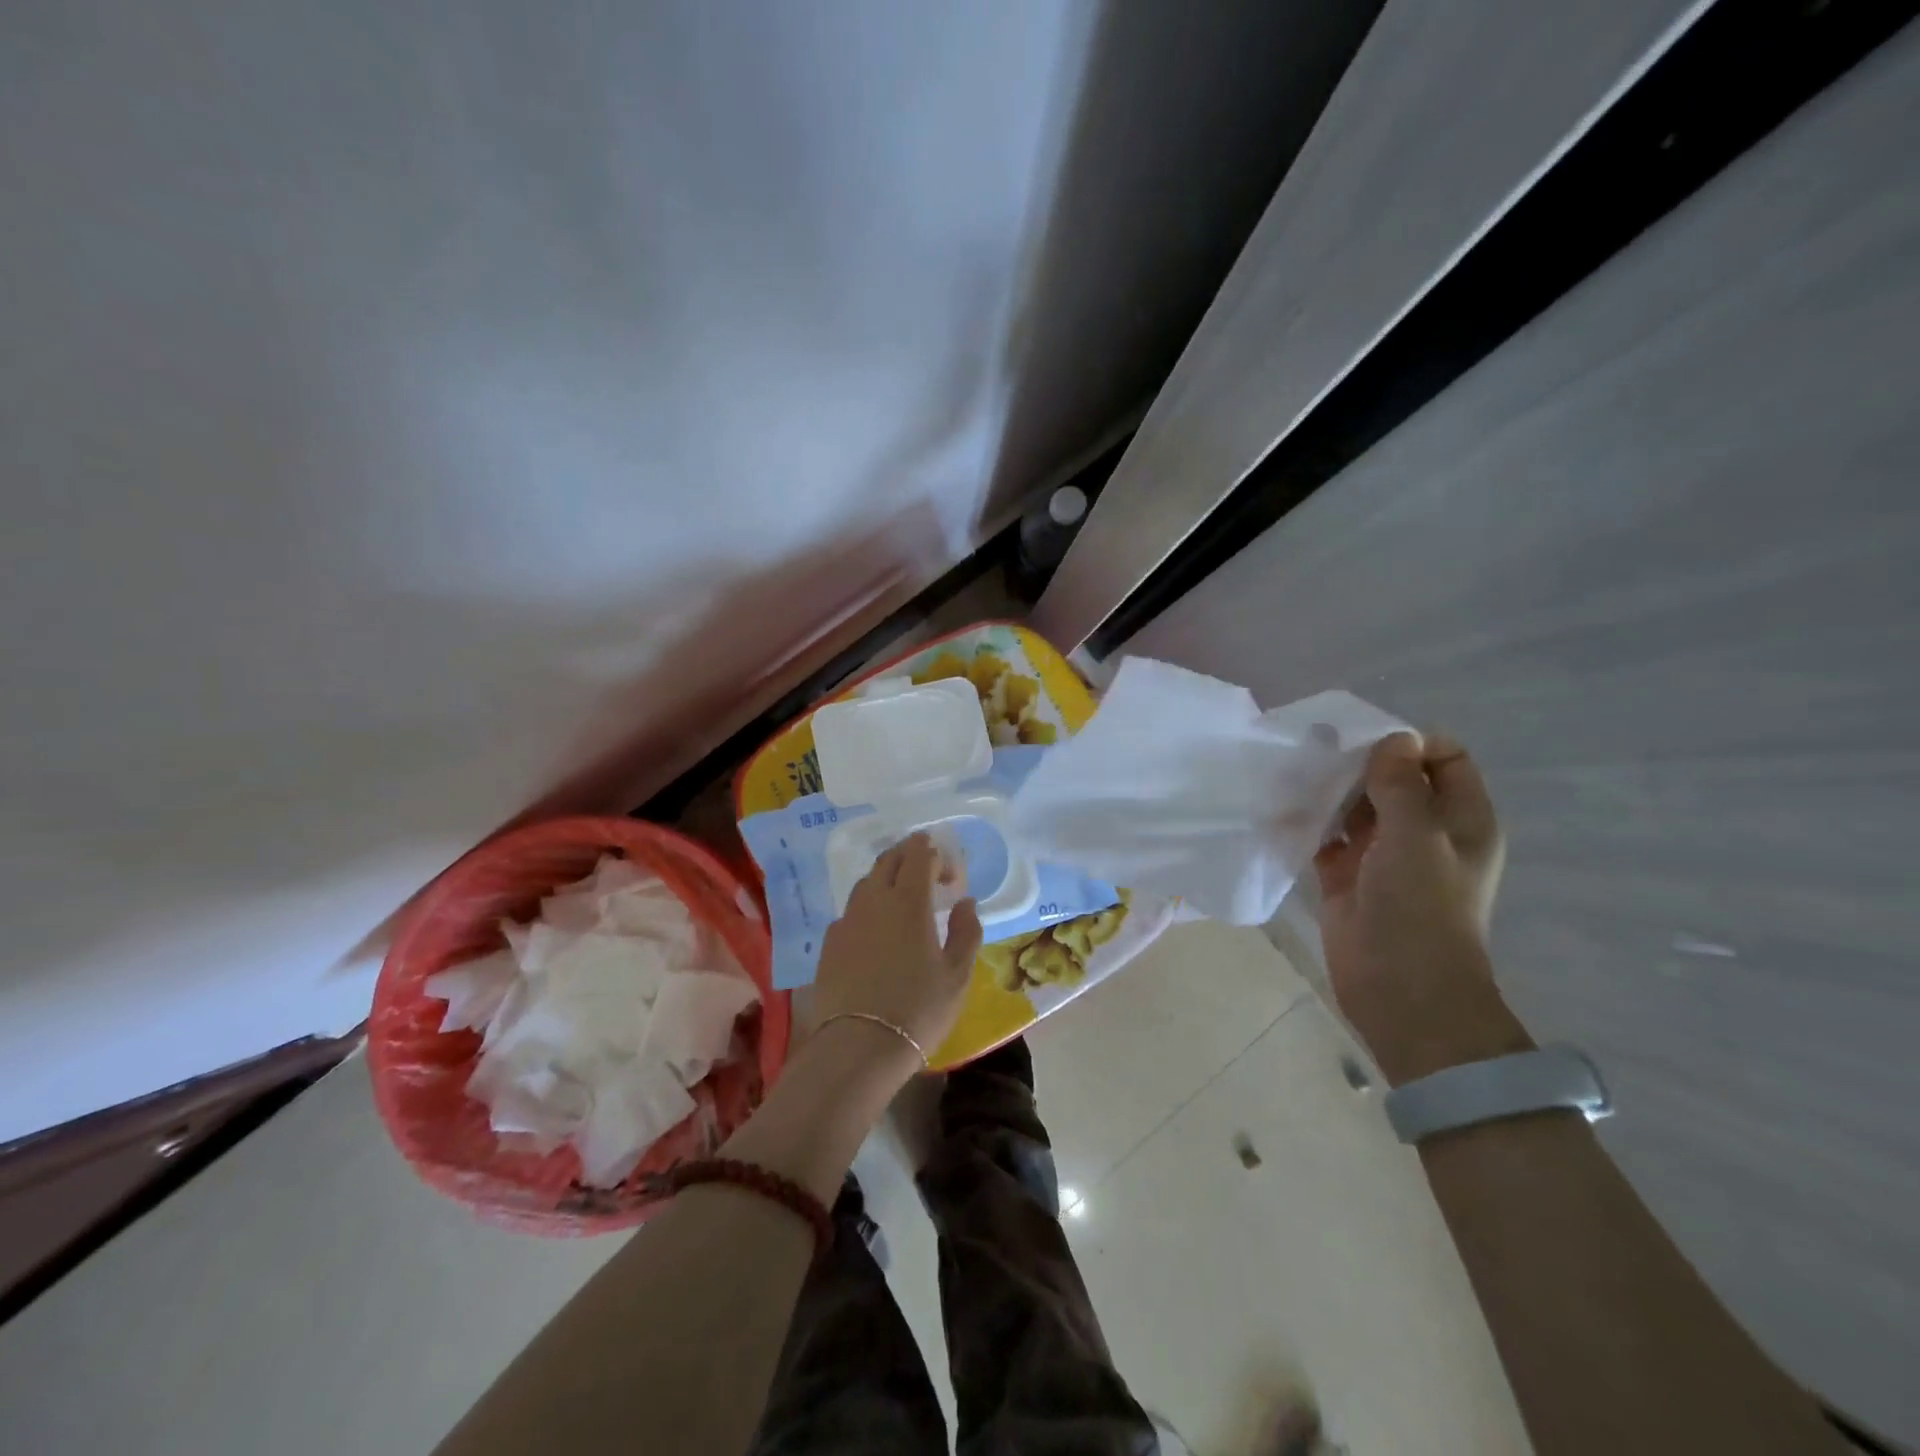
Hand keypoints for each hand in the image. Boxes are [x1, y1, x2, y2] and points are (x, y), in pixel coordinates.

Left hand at [812, 833, 982, 1069]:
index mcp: (908, 901)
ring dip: (886, 878)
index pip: (918, 855)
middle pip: (888, 861)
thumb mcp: (957, 975)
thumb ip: (966, 931)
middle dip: (908, 855)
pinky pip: (851, 910)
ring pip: (866, 882)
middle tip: (926, 868)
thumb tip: (965, 902)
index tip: (949, 873)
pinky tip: (875, 929)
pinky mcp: (829, 943)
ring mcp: (847, 920)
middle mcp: (874, 900)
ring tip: (902, 897)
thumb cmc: (918, 1009)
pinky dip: (868, 907)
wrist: (858, 1046)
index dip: (934, 854)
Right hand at [1314, 733, 1527, 1085]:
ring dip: (1328, 790)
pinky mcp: (1345, 875)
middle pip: (1392, 778)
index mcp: (1459, 818)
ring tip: (1290, 771)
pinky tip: (1280, 807)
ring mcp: (1382, 854)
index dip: (1407, 742)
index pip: (1443, 758)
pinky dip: (1306, 821)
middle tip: (1313, 748)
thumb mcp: (1417, 838)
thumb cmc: (1421, 910)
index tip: (1361, 739)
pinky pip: (1325, 836)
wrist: (1401, 991)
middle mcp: (1423, 830)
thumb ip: (1401, 786)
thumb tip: (1394, 738)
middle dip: (1356, 762)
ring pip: (1354, 805)